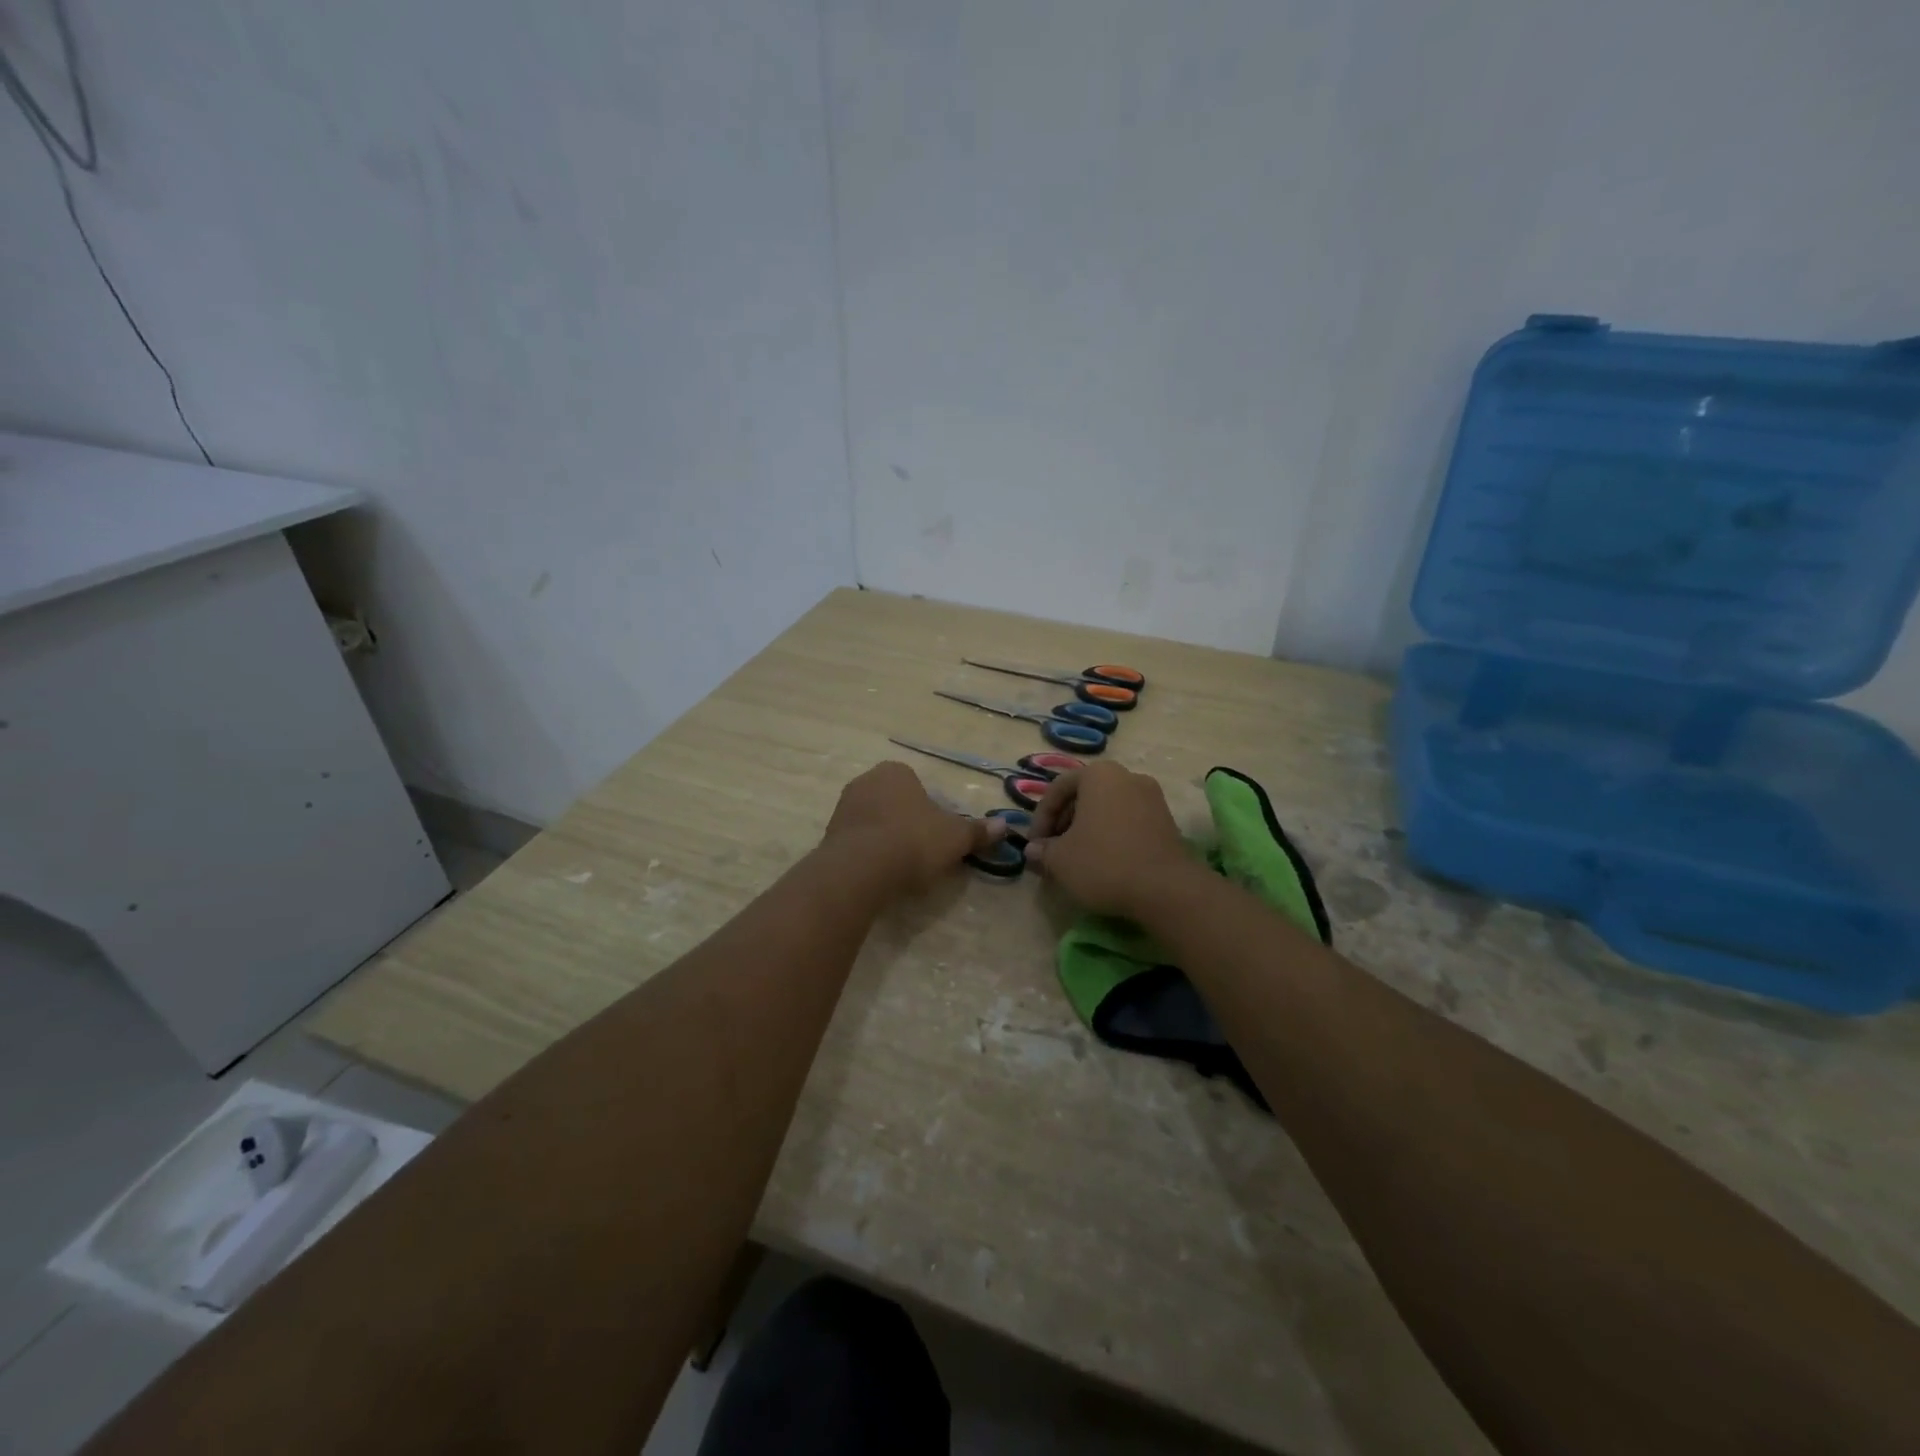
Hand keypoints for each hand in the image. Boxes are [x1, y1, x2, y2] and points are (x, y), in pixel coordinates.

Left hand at [823, 761, 1004, 896]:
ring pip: (873, 820)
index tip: (938, 835)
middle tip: (922, 851)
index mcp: (896, 772)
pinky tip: (879, 873)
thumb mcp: (955, 837)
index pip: (917, 785)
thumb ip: (978, 831)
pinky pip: (857, 840)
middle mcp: (866, 781)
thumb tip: (1004, 825)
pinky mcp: (828, 834)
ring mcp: (843, 807)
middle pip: (894, 802)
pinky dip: (868, 853)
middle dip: (907, 822)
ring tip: (901, 866)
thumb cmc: (913, 841)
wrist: (861, 869)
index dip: (931, 810)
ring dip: (886, 838)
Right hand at [1023, 762, 1191, 917]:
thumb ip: (1043, 851)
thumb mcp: (1060, 860)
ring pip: (1107, 809)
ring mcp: (1152, 797)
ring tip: (1076, 860)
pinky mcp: (1167, 821)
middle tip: (1053, 851)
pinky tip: (1104, 863)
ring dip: (1087, 830)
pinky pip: (1128, 821)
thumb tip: (1034, 850)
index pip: (1058, 788)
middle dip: (1064, 823)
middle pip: (1084, 795)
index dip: (1041, 817)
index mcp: (1099, 775)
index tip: (1035, 844)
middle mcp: (1127, 776)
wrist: (1166, 889)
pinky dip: (1111, 836)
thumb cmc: (1104, 863)